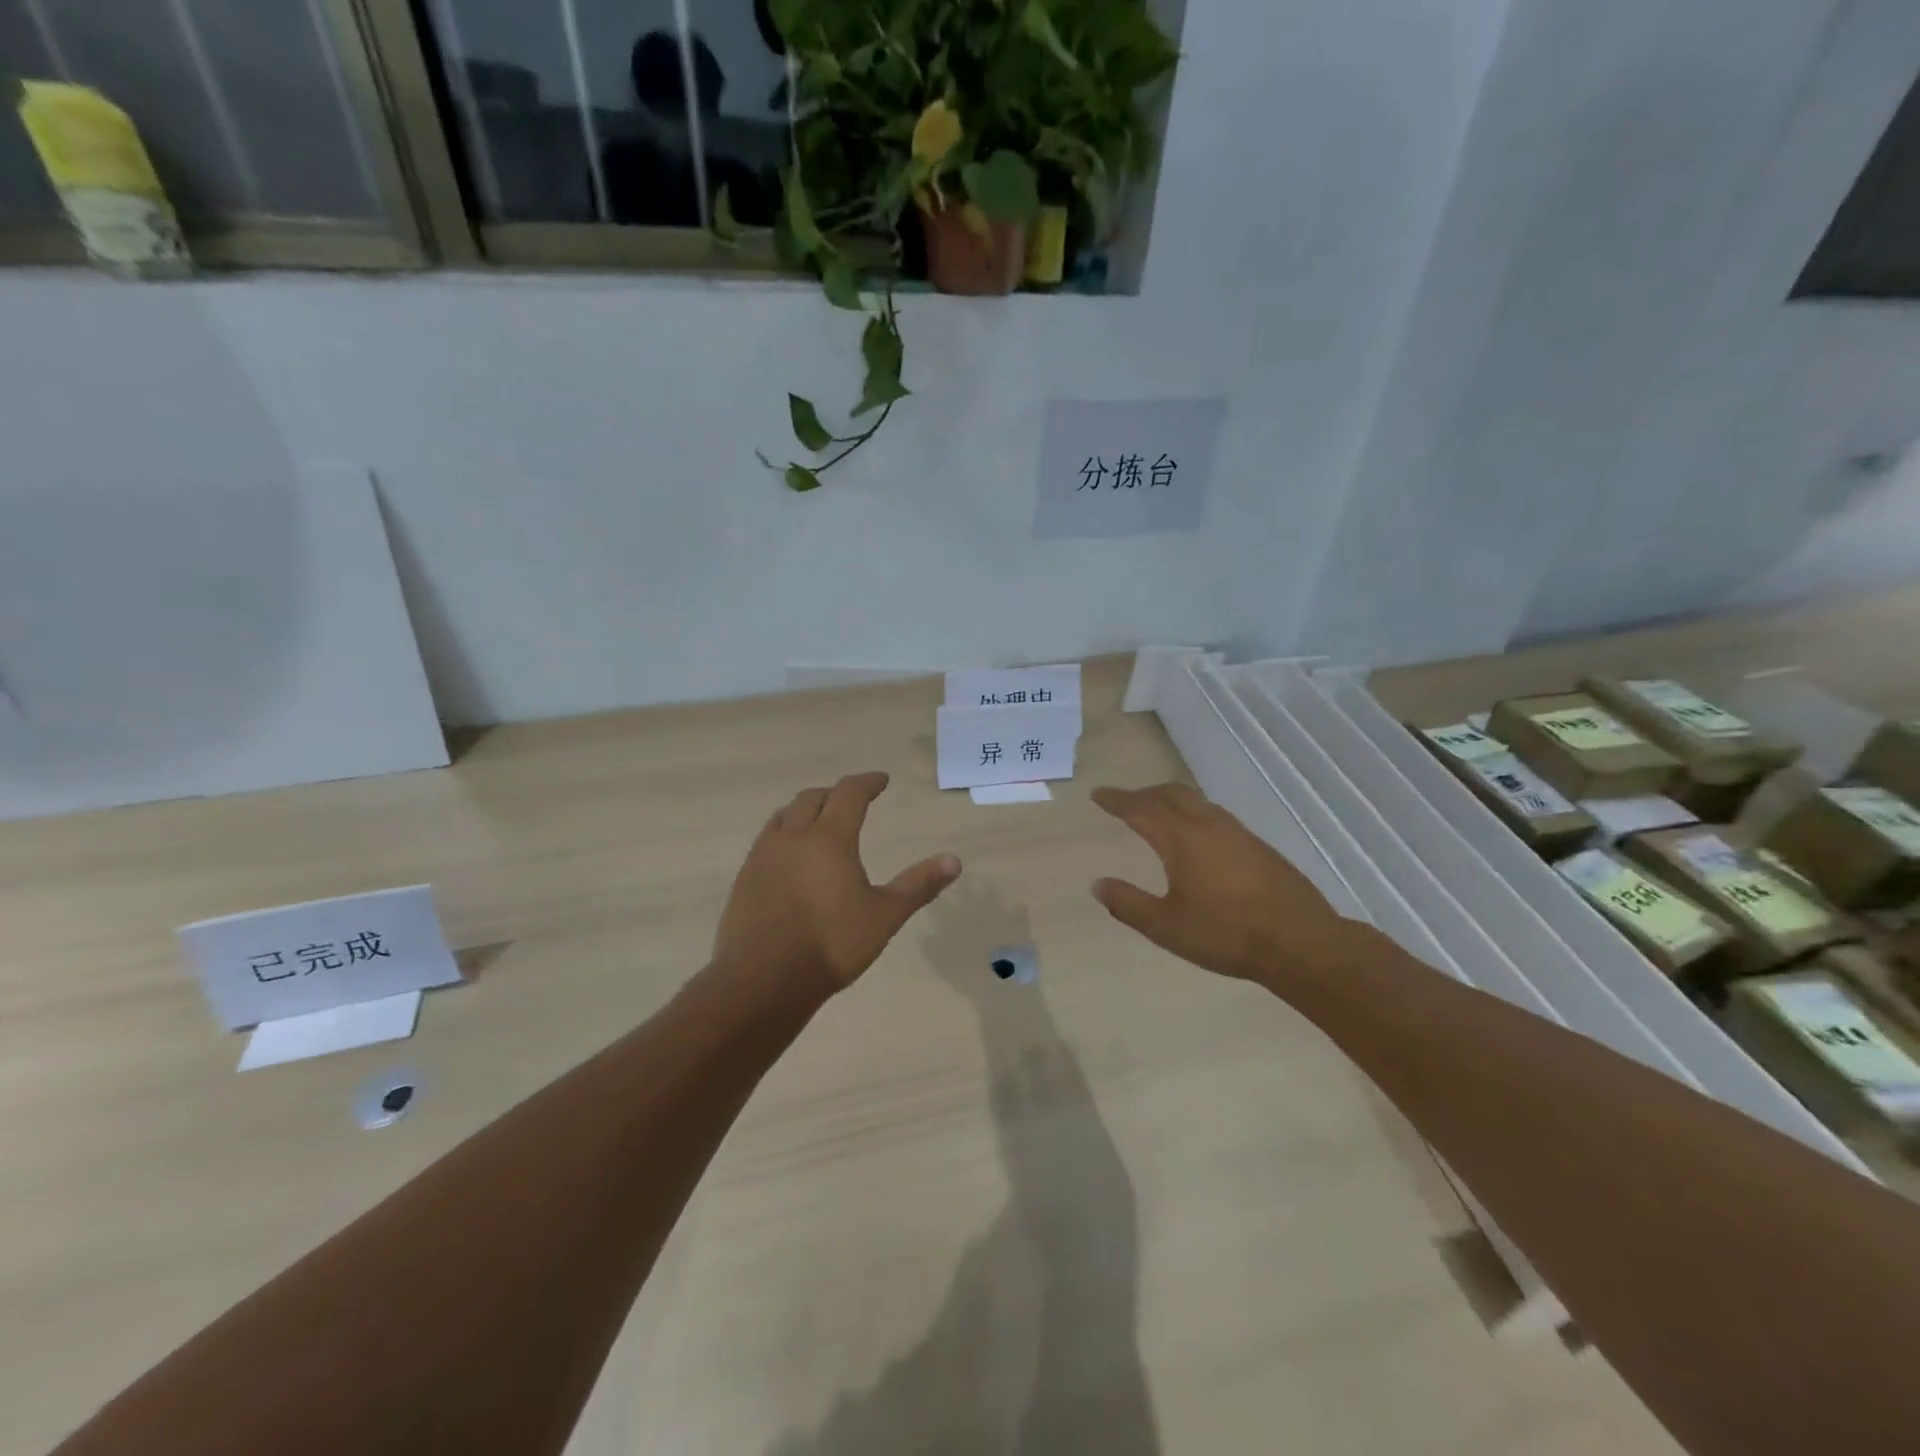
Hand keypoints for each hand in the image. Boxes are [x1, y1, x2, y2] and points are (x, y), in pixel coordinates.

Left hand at [712, 771, 960, 999]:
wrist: (763, 980)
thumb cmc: (832, 944)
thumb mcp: (885, 916)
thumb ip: (918, 885)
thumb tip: (954, 860)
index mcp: (829, 838)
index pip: (850, 793)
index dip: (868, 782)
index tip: (881, 780)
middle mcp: (793, 837)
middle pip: (812, 798)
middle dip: (835, 793)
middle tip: (852, 800)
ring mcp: (763, 856)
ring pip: (784, 816)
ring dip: (805, 810)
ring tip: (818, 821)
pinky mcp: (744, 878)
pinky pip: (766, 840)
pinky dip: (784, 834)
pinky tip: (790, 858)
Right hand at [1091, 782, 1360, 984]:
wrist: (1300, 943)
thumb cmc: (1226, 934)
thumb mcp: (1166, 927)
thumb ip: (1128, 904)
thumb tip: (1098, 885)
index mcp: (1182, 839)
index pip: (1141, 809)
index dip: (1117, 800)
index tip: (1098, 794)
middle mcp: (1209, 825)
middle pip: (1172, 794)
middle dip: (1144, 794)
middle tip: (1125, 803)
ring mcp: (1238, 833)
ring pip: (1197, 802)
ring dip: (1172, 802)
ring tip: (1159, 816)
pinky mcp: (1259, 847)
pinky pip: (1216, 816)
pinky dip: (1194, 815)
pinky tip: (1198, 839)